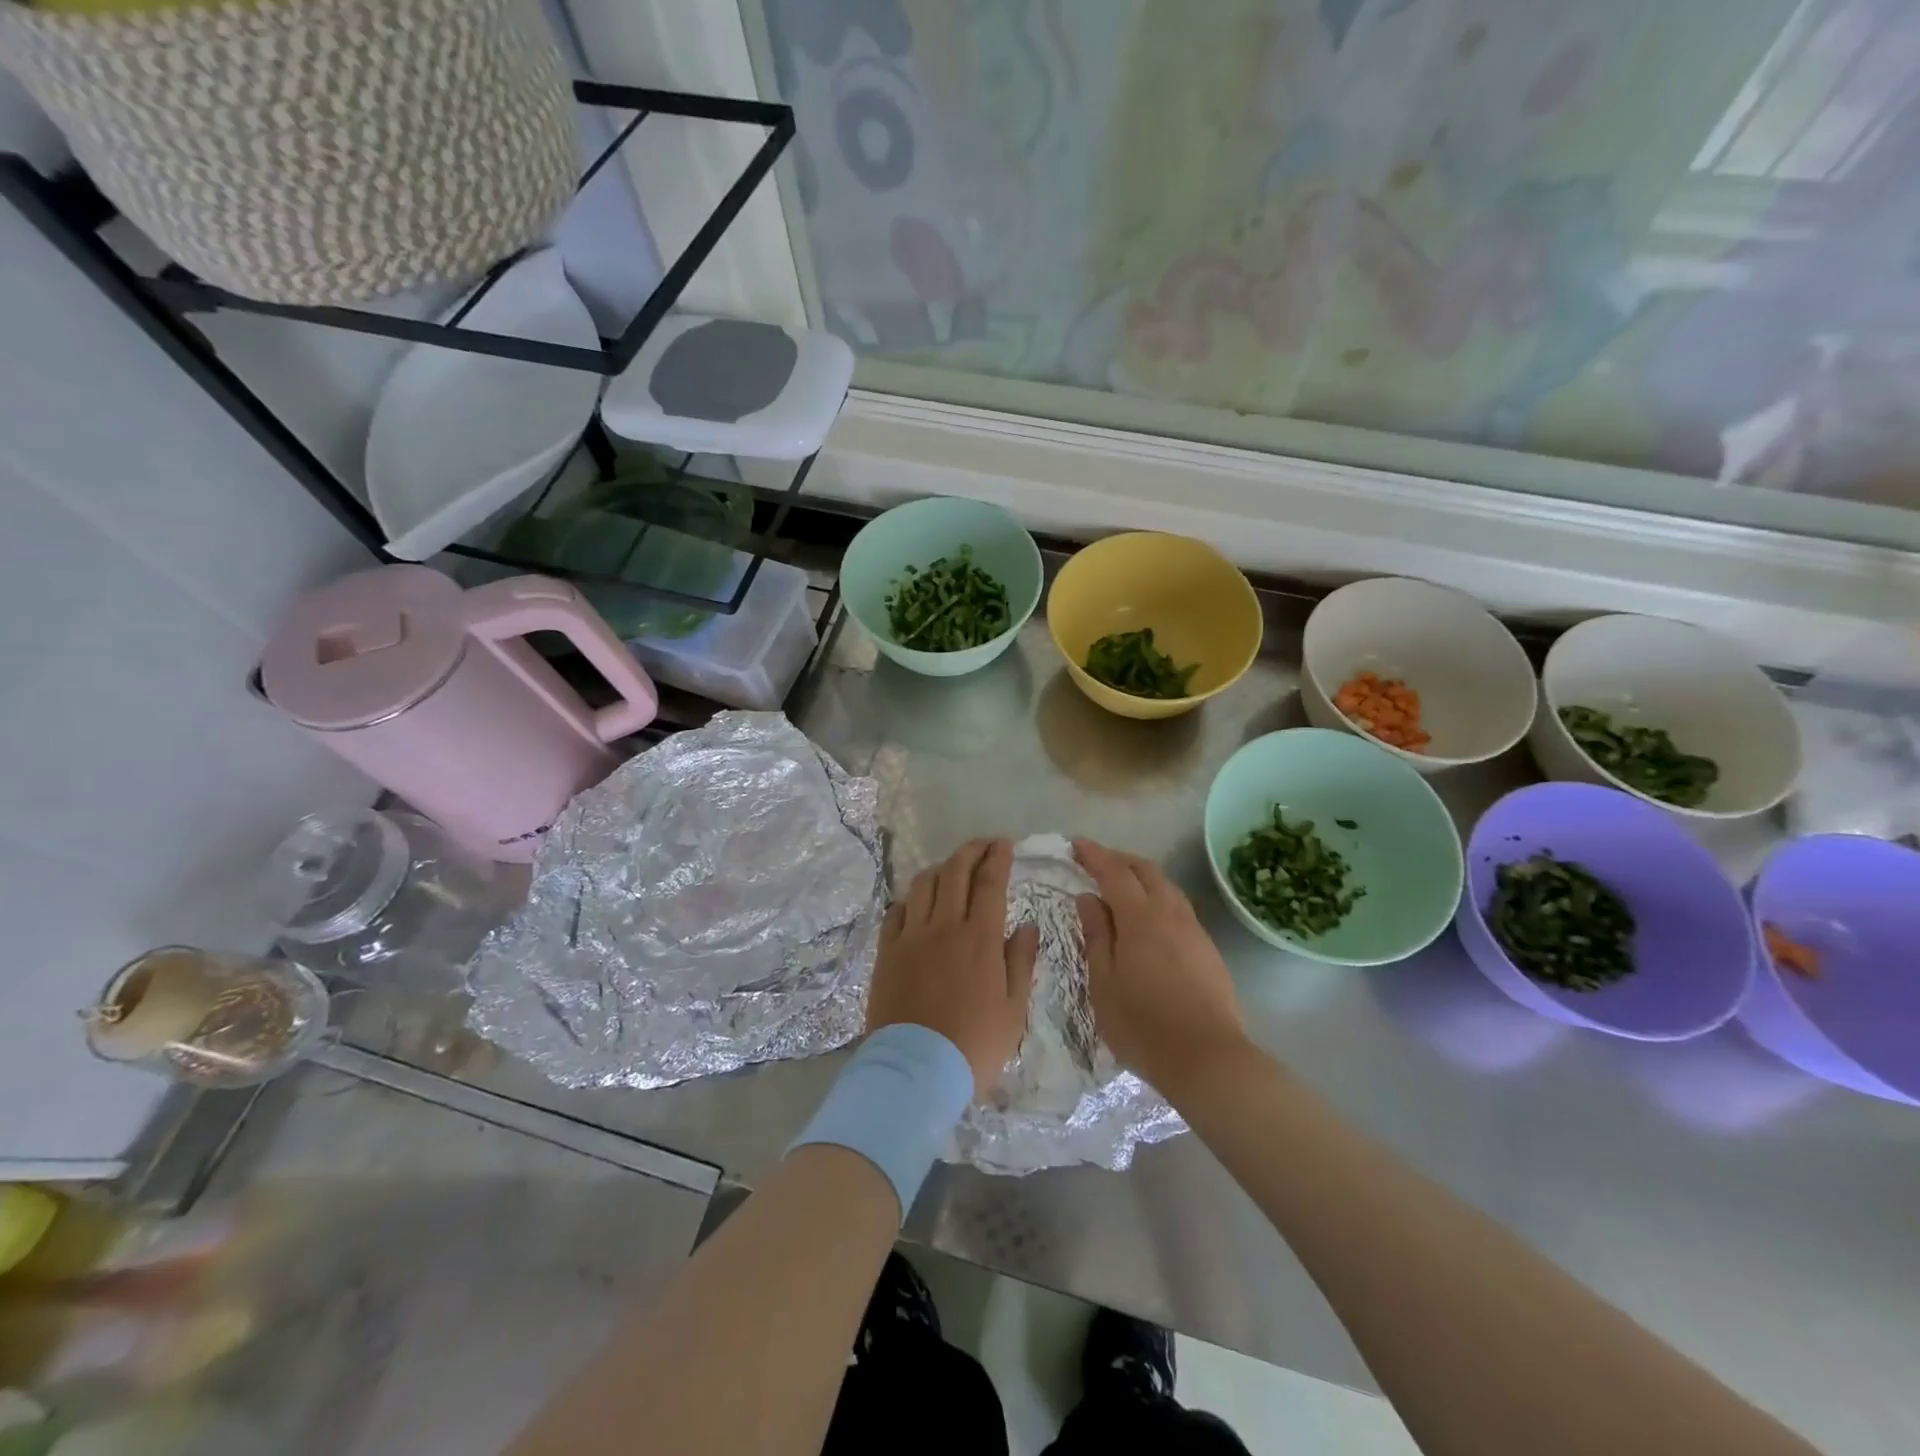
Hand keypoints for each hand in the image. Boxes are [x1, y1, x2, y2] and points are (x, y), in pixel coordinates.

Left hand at [869, 839, 1039, 1097]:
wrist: (916, 1071)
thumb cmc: (975, 1045)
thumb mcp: (1014, 1010)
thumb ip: (1021, 962)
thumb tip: (1028, 926)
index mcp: (980, 938)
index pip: (990, 883)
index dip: (998, 858)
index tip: (1004, 845)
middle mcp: (944, 926)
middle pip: (955, 871)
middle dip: (971, 850)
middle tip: (984, 845)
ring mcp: (911, 937)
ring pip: (923, 884)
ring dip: (941, 868)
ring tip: (952, 870)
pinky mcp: (887, 952)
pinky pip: (897, 911)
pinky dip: (911, 899)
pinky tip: (918, 904)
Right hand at [1073, 839, 1248, 1097]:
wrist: (1208, 1058)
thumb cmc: (1143, 1025)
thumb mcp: (1104, 983)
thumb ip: (1096, 935)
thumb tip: (1088, 898)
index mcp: (1140, 918)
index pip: (1114, 872)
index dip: (1094, 855)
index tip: (1075, 844)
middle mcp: (1170, 913)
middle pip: (1146, 870)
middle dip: (1119, 859)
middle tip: (1096, 861)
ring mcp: (1194, 930)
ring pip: (1167, 887)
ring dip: (1142, 876)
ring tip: (1121, 885)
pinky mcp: (1207, 949)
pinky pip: (1179, 907)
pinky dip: (1158, 897)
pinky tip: (1149, 917)